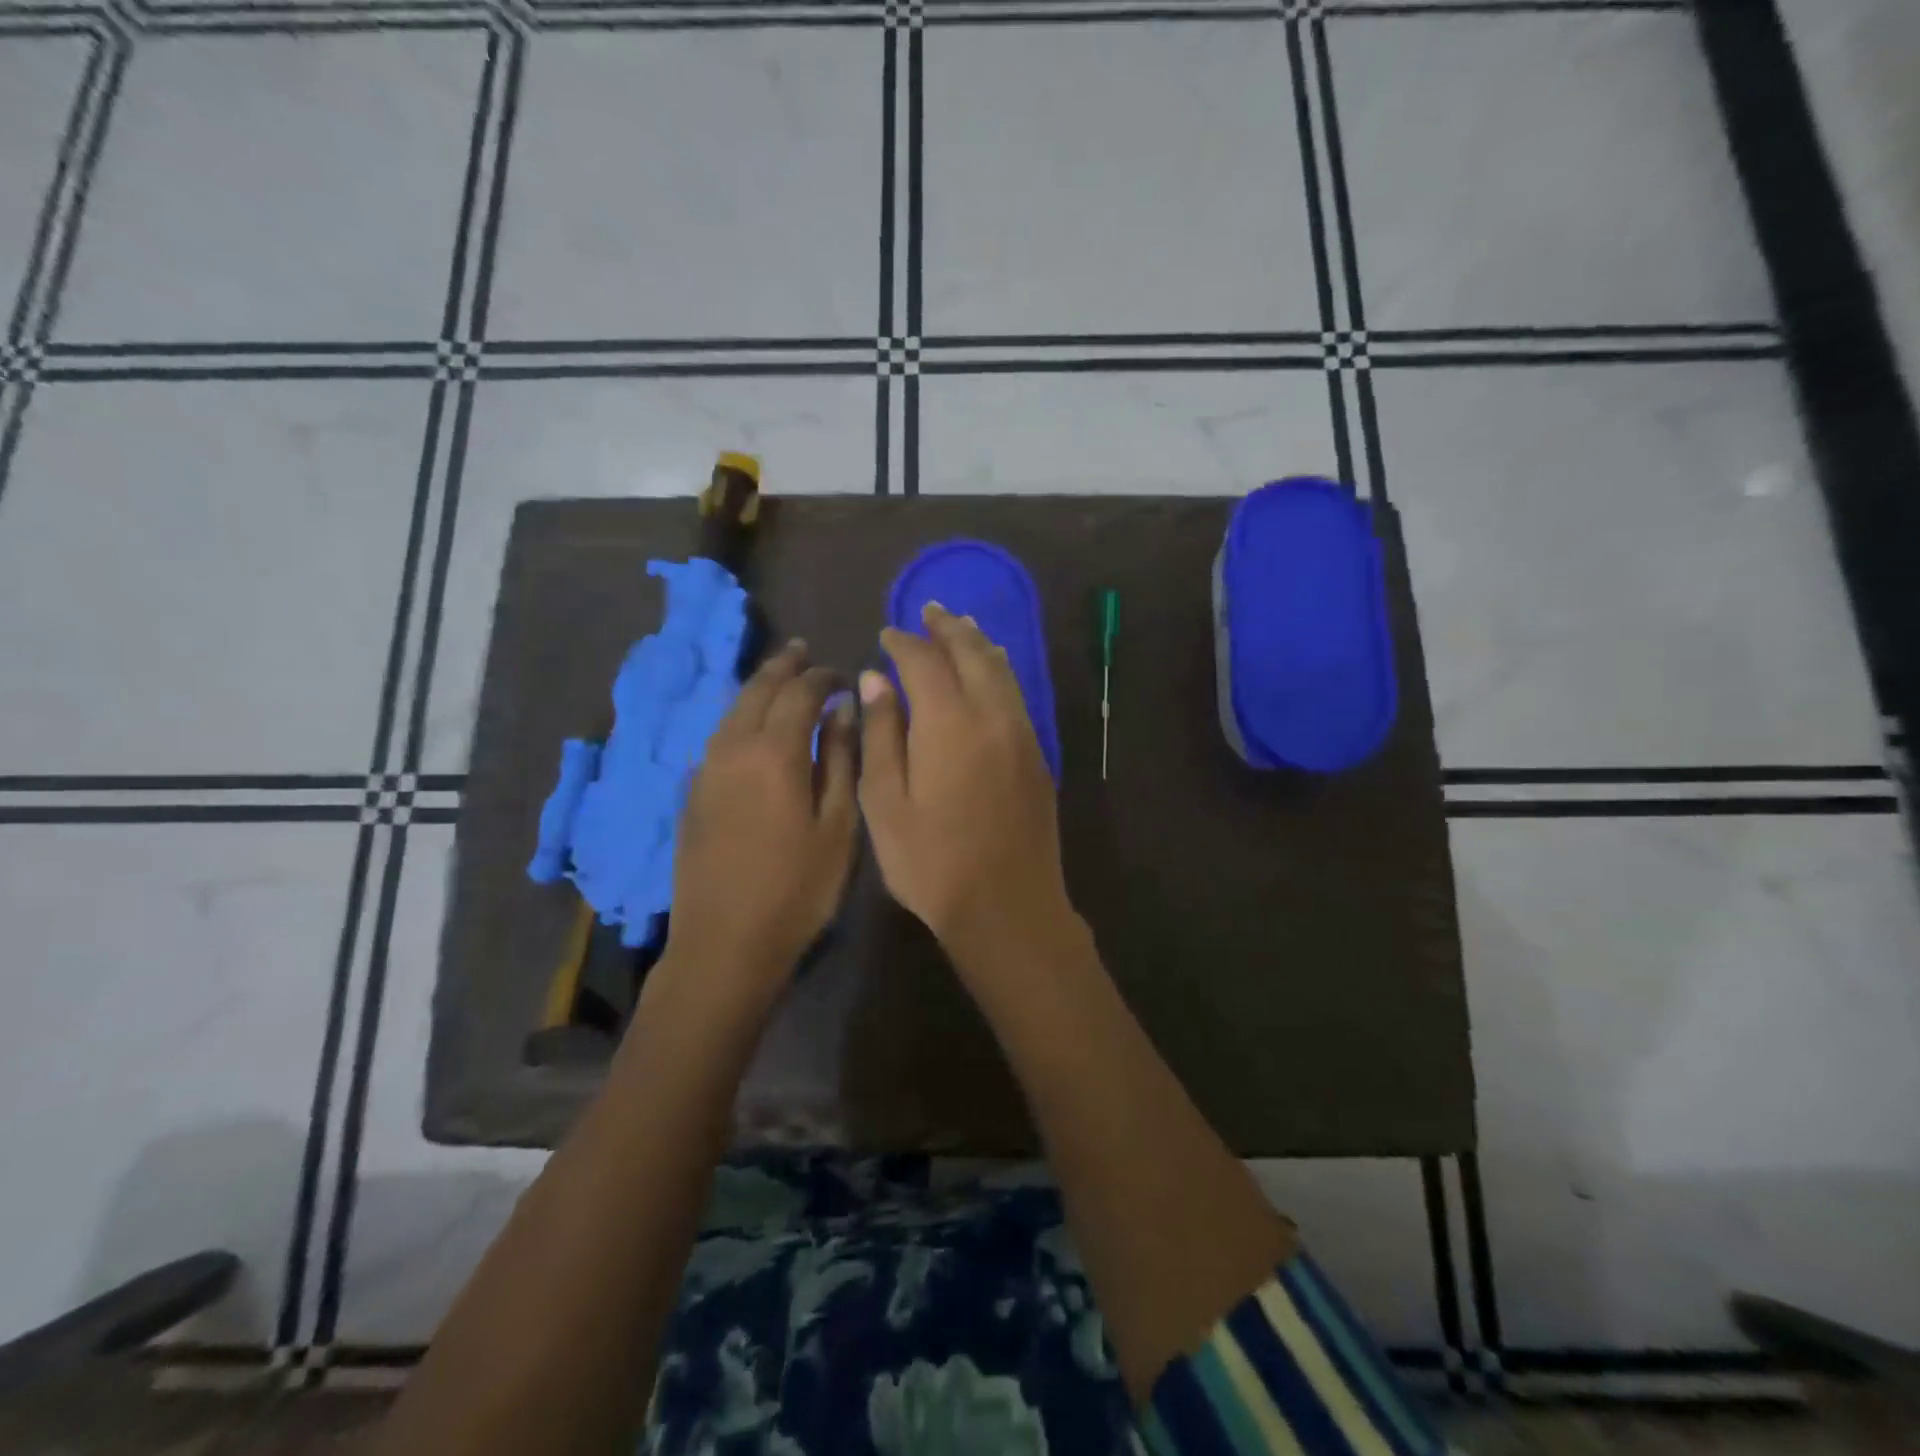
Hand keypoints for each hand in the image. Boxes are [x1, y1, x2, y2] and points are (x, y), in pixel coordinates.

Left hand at [663, 641, 858, 1004]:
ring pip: (732, 711)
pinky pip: (718, 737)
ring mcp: (705, 770)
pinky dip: (740, 717)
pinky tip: (750, 726)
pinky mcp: (692, 794)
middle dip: (784, 667)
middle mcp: (733, 748)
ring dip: (758, 688)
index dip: (823, 677)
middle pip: (758, 691)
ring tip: (778, 676)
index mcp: (774, 752)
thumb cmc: (798, 888)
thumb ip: (842, 761)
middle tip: (804, 651)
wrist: (725, 943)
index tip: (843, 674)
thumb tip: (843, 711)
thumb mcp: (838, 826)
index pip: (800, 693)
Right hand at [858, 603, 1075, 975]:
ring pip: (1001, 669)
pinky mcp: (1037, 755)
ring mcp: (1021, 733)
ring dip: (978, 642)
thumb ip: (881, 733)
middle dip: (947, 628)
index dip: (902, 643)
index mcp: (949, 723)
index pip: (924, 661)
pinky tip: (990, 671)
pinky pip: (1016, 693)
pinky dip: (998, 669)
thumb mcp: (886, 803)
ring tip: (960, 626)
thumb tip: (876, 679)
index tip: (886, 634)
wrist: (1008, 907)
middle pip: (972, 652)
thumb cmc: (932, 862)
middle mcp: (991, 715)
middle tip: (928, 610)